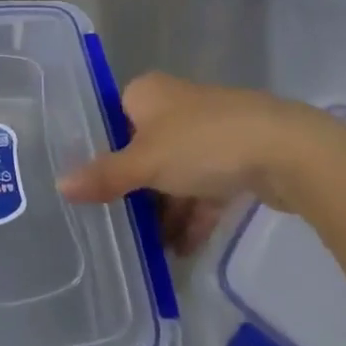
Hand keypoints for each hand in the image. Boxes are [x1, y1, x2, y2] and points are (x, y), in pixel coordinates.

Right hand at [57, 74, 345, 250]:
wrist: (287, 151)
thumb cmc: (203, 144)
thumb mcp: (145, 162)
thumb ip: (105, 176)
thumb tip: (59, 185)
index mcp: (149, 93)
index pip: (113, 118)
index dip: (101, 152)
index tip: (90, 187)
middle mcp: (177, 106)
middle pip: (144, 149)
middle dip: (134, 189)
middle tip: (114, 224)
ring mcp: (209, 132)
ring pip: (175, 173)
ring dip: (164, 210)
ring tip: (149, 250)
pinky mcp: (237, 158)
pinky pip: (204, 189)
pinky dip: (193, 216)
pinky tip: (182, 251)